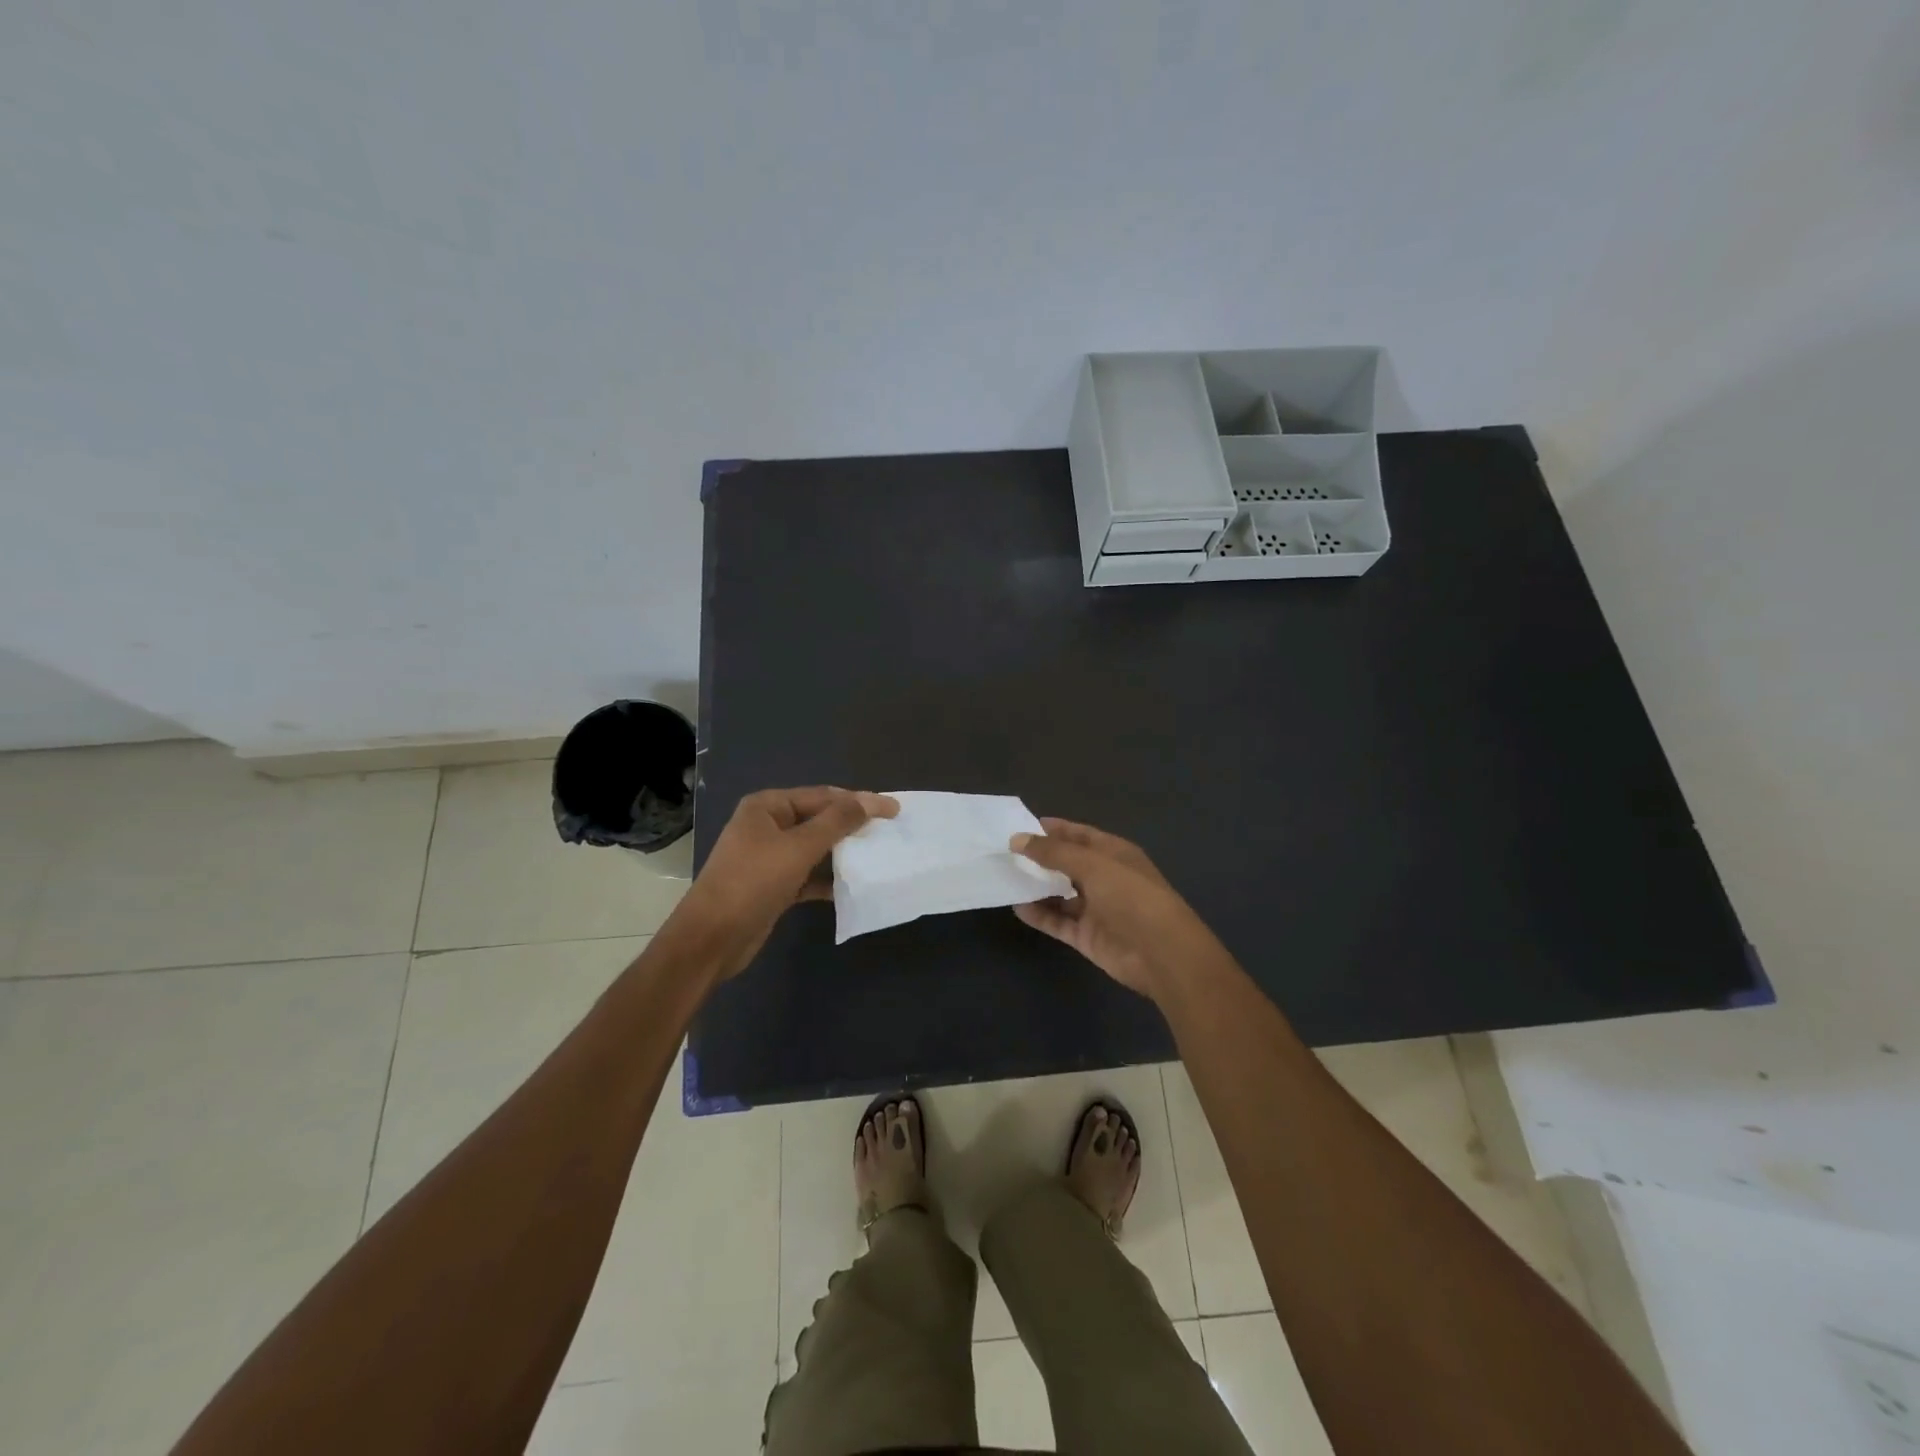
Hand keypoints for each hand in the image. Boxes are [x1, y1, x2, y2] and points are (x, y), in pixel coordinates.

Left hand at [670, 787, 898, 980]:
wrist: (711, 939)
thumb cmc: (752, 883)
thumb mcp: (798, 848)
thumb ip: (836, 822)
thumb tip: (870, 800)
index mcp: (767, 807)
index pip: (822, 796)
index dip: (858, 801)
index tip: (893, 810)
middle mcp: (767, 826)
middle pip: (819, 819)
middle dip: (851, 825)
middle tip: (888, 831)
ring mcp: (769, 857)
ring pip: (815, 848)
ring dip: (842, 852)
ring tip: (876, 855)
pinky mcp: (773, 885)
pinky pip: (808, 875)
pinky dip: (827, 879)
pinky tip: (850, 886)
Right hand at [1009, 818, 1221, 1000]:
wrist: (1160, 953)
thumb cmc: (1131, 896)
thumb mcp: (1092, 865)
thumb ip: (1053, 852)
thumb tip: (1017, 839)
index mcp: (1114, 854)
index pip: (1080, 835)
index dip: (1053, 830)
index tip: (1021, 826)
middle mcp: (1105, 878)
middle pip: (1067, 864)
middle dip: (1040, 858)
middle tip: (1005, 853)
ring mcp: (1096, 909)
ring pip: (1060, 894)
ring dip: (1036, 887)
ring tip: (1005, 878)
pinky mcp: (1087, 936)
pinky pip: (1058, 921)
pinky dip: (1039, 914)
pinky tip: (1017, 906)